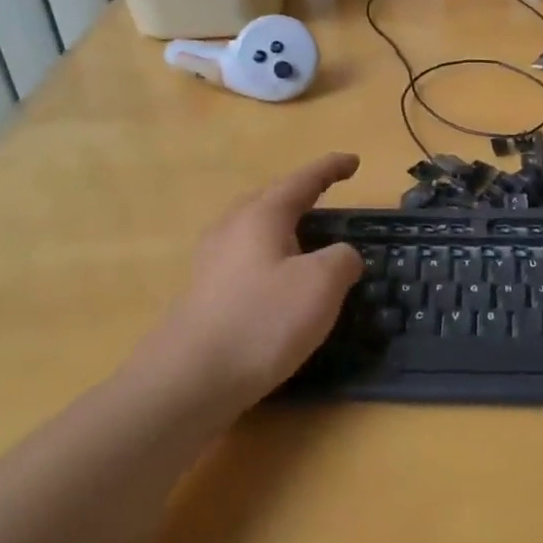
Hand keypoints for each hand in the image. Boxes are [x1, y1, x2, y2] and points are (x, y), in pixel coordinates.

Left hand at [132, 153, 362, 412]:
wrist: (188, 381)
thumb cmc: (262, 321)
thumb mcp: (321, 285)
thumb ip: (342, 259)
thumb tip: (341, 256)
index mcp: (261, 216)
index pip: (302, 181)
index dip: (330, 168)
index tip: (354, 161)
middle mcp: (231, 229)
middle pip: (269, 199)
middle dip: (300, 194)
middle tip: (326, 197)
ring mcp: (212, 262)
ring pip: (253, 229)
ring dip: (283, 227)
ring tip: (307, 239)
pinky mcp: (205, 294)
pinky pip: (245, 258)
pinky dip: (271, 257)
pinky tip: (280, 282)